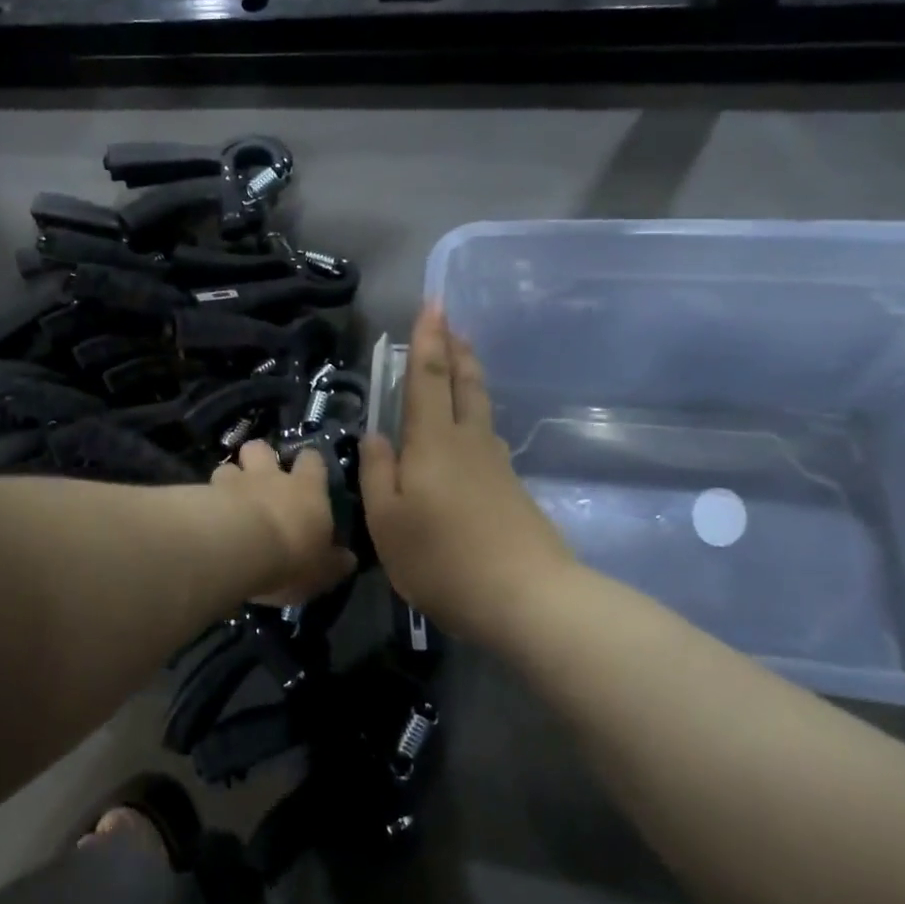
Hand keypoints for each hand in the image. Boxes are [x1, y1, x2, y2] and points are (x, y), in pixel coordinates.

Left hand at [209, 440, 355, 603]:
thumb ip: (334, 562)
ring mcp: (234, 482)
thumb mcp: (323, 570)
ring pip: (228, 466)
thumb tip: (348, 559)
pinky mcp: (203, 494)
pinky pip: (203, 490)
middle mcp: (270, 476)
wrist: (239, 548)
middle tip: (260, 477)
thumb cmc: (291, 556)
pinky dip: (205, 500)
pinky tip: (205, 516)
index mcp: (306, 489)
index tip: (308, 470)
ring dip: (229, 480)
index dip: (309, 463)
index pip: (312, 460)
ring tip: (227, 500)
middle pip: (261, 448)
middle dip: (259, 457)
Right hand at [361, 304, 579, 642]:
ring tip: (463, 358)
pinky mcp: (511, 490)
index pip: (429, 377)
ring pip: (480, 407)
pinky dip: (475, 412)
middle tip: (452, 320)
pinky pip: (486, 435)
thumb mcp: (388, 522)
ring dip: (469, 376)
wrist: (529, 600)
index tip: (433, 303)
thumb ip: (378, 474)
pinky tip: (470, 428)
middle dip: (455, 348)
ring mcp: (495, 465)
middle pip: (464, 384)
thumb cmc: (444, 559)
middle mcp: (468, 442)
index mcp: (433, 442)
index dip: (429, 339)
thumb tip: (376, 435)